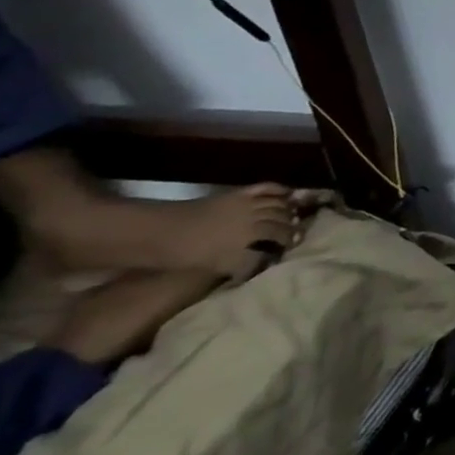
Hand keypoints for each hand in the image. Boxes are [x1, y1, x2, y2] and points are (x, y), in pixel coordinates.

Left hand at [174, 183, 331, 282]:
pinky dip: (280, 190)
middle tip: (299, 235)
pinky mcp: (238, 194)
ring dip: (289, 211)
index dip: (286, 246)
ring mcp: (247, 204)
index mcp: (247, 240)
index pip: (278, 241)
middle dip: (292, 229)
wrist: (155, 233)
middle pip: (282, 222)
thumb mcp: (212, 266)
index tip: (292, 250)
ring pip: (279, 205)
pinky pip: (267, 188)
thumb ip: (242, 264)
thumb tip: (264, 263)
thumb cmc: (181, 255)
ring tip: (295, 217)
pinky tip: (288, 193)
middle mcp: (253, 220)